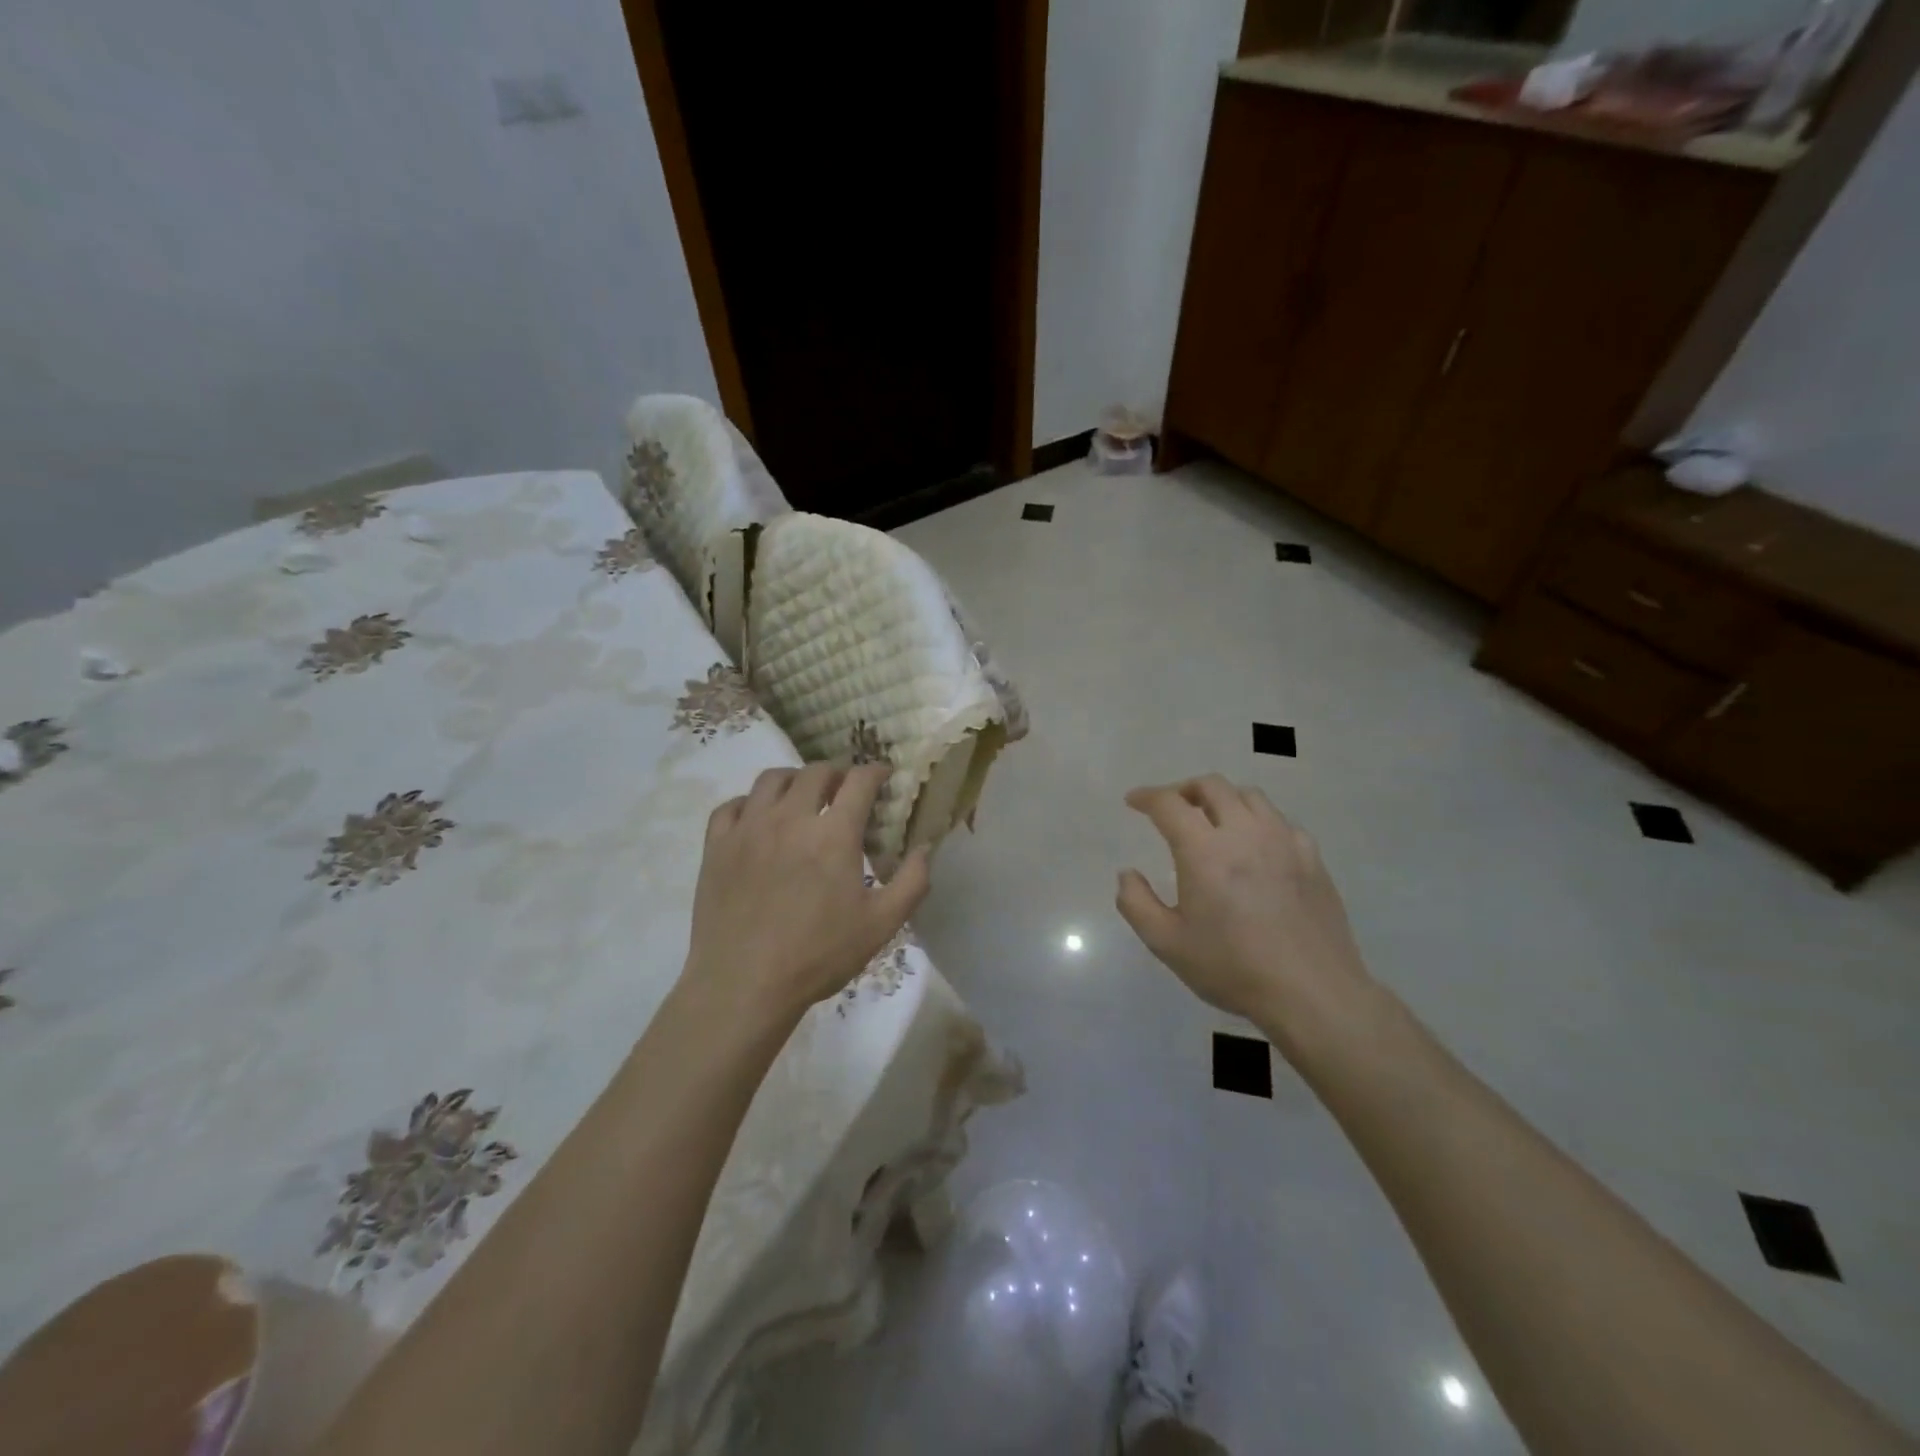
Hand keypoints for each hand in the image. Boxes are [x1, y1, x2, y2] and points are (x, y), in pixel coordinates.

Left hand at [685, 763, 928, 1022]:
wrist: (744, 986)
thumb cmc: (818, 955)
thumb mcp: (881, 925)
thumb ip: (912, 882)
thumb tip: (926, 847)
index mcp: (833, 833)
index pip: (859, 781)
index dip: (876, 772)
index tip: (883, 777)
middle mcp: (790, 818)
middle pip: (815, 772)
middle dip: (837, 774)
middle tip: (844, 791)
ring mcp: (748, 829)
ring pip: (771, 779)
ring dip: (794, 779)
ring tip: (802, 797)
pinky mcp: (716, 846)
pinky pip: (731, 806)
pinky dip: (749, 803)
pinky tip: (757, 819)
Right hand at [1116, 776, 1373, 1042]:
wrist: (1312, 993)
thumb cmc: (1233, 968)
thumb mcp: (1167, 943)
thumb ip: (1136, 903)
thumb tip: (1127, 874)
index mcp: (1204, 851)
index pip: (1169, 804)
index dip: (1147, 796)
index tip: (1134, 801)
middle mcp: (1244, 833)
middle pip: (1212, 786)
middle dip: (1184, 790)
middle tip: (1171, 808)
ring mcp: (1284, 841)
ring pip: (1249, 796)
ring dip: (1222, 799)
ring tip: (1212, 820)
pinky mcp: (1311, 857)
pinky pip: (1279, 820)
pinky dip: (1257, 820)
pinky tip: (1254, 846)